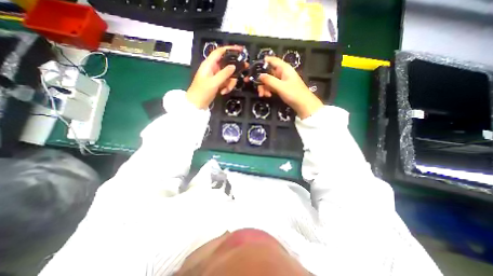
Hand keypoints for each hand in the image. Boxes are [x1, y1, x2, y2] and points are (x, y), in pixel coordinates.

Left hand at [187, 45, 243, 107]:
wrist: (197, 104)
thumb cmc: (202, 92)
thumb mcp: (214, 82)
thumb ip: (224, 74)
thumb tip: (234, 66)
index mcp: (209, 64)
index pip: (220, 52)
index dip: (230, 49)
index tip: (240, 49)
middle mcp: (213, 68)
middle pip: (227, 64)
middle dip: (234, 70)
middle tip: (244, 70)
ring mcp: (216, 76)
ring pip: (229, 75)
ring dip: (230, 83)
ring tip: (225, 90)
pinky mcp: (218, 83)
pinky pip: (227, 82)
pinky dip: (227, 87)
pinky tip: (223, 92)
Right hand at [258, 56, 324, 118]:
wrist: (303, 105)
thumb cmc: (294, 93)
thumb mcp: (280, 86)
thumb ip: (269, 80)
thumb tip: (260, 75)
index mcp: (284, 69)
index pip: (273, 60)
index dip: (264, 62)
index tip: (254, 67)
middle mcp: (282, 73)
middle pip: (268, 72)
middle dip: (262, 80)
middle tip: (256, 87)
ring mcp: (281, 81)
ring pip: (269, 81)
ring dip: (264, 87)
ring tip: (263, 95)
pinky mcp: (281, 88)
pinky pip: (271, 87)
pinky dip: (268, 91)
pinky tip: (267, 96)